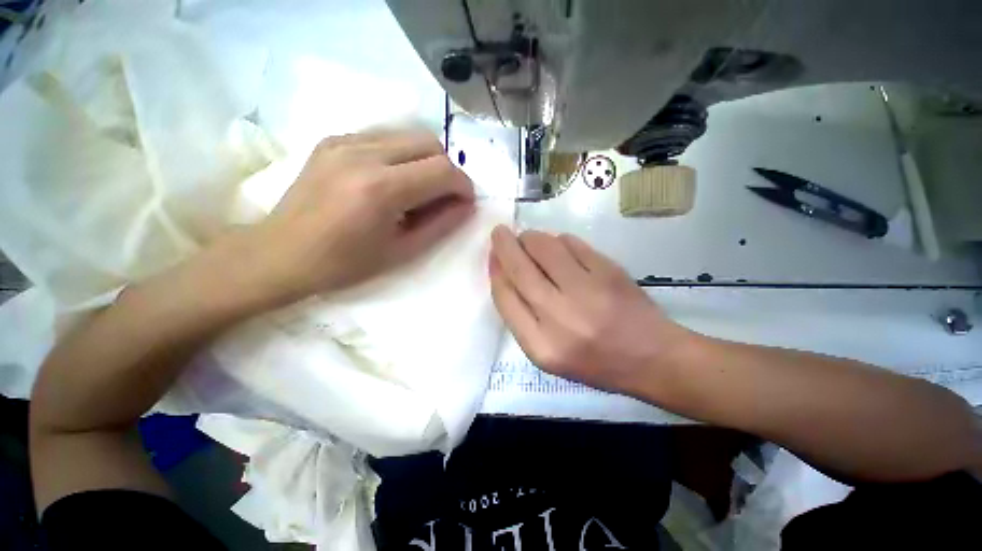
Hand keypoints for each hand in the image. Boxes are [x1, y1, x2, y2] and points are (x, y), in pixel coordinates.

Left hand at [242, 130, 474, 302]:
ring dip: (425, 160)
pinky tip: (391, 179)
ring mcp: (345, 141)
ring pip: (409, 134)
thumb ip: (441, 224)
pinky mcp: (333, 139)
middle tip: (441, 197)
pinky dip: (401, 155)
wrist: (280, 253)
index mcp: (381, 188)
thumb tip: (466, 205)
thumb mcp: (403, 251)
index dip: (463, 185)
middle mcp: (364, 153)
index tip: (464, 203)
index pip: (443, 170)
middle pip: (430, 142)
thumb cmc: (345, 263)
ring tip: (416, 189)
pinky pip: (385, 136)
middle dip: (447, 169)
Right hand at [489, 227, 693, 395]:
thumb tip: (505, 273)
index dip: (495, 270)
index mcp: (540, 345)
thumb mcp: (548, 353)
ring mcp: (586, 291)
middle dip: (505, 245)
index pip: (505, 297)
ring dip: (531, 238)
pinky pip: (572, 244)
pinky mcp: (608, 272)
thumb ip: (522, 317)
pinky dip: (559, 240)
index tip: (492, 255)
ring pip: (544, 248)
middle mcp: (559, 317)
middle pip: (520, 269)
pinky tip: (559, 246)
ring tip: (529, 240)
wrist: (650, 357)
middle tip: (500, 233)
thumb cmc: (594, 361)